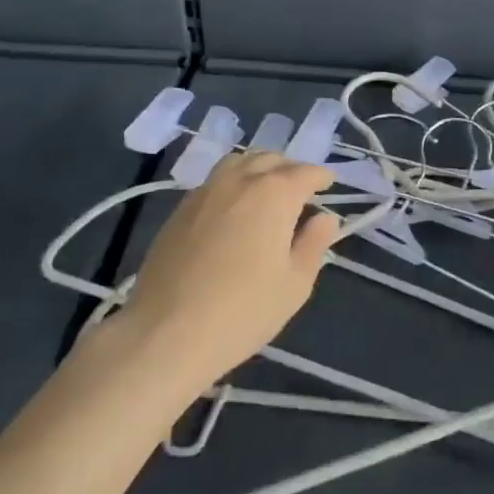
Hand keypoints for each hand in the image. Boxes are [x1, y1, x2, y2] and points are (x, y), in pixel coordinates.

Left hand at [113, 151, 340, 387]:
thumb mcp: (294, 285)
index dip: (321, 177)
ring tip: (265, 191)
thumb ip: (314, 244)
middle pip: (271, 159)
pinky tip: (232, 209)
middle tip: (300, 191)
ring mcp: (206, 190)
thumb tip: (325, 218)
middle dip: (290, 169)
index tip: (329, 185)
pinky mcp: (180, 208)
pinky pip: (214, 181)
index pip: (306, 173)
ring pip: (239, 162)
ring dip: (258, 169)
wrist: (165, 333)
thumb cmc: (242, 312)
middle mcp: (241, 180)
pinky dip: (232, 183)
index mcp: (275, 193)